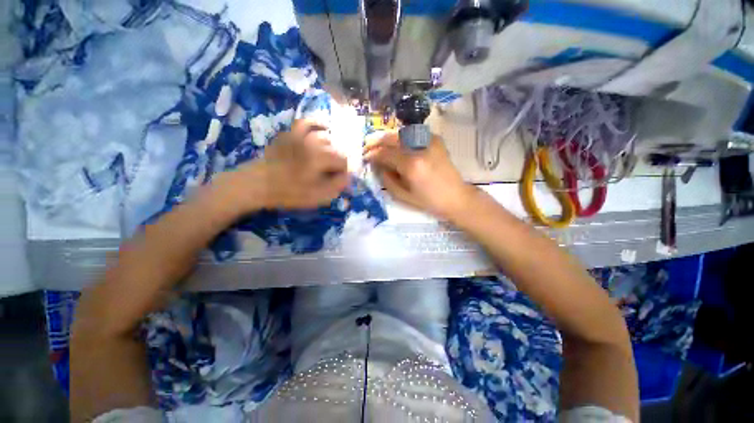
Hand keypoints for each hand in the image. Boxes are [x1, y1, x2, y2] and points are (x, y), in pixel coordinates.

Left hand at [218, 119, 348, 213]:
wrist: (257, 184)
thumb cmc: (289, 192)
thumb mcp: (318, 196)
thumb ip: (337, 186)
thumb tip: (348, 177)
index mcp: (321, 159)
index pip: (343, 162)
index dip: (343, 173)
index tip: (337, 182)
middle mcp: (314, 144)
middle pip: (335, 150)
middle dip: (336, 163)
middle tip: (330, 175)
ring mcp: (301, 137)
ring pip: (324, 137)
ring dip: (329, 149)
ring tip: (327, 159)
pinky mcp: (290, 135)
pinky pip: (305, 123)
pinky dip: (316, 123)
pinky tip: (323, 127)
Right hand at [363, 131, 474, 220]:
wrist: (456, 197)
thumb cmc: (429, 201)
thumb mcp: (403, 196)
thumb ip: (387, 179)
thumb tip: (379, 166)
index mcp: (411, 165)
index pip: (385, 153)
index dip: (373, 155)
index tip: (365, 157)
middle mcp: (419, 148)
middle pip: (392, 138)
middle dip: (377, 141)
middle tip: (368, 147)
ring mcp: (429, 141)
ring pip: (402, 133)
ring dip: (388, 138)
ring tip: (380, 145)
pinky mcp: (436, 140)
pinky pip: (414, 134)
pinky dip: (403, 137)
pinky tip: (398, 145)